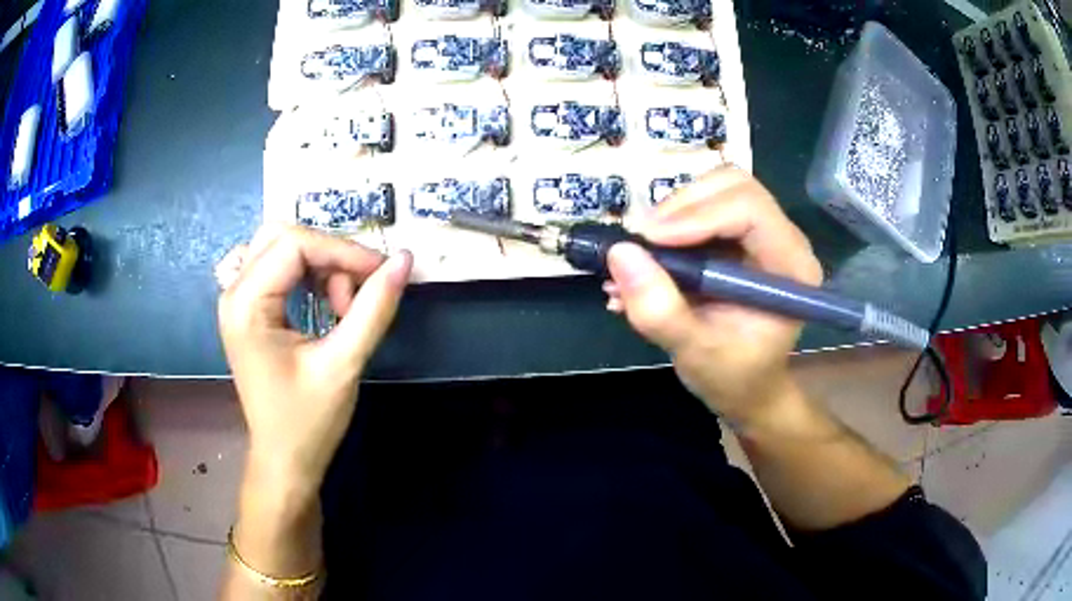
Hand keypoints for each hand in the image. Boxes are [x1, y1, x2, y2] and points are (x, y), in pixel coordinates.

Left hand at [218, 225, 411, 497]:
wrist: (285, 460)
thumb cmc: (308, 421)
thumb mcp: (344, 364)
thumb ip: (374, 308)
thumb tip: (404, 260)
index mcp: (245, 305)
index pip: (294, 244)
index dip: (343, 250)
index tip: (382, 272)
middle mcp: (233, 292)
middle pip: (283, 236)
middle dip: (328, 255)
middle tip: (356, 294)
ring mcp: (237, 299)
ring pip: (281, 247)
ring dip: (319, 265)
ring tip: (340, 308)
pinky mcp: (248, 308)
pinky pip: (276, 267)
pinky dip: (305, 274)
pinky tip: (321, 302)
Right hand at [606, 167, 821, 426]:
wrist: (746, 387)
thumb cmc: (733, 377)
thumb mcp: (694, 353)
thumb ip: (660, 310)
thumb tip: (620, 253)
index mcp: (791, 267)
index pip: (750, 210)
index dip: (697, 216)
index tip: (649, 241)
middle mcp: (783, 239)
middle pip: (733, 185)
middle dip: (682, 206)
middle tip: (644, 242)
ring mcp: (762, 234)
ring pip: (716, 188)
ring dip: (672, 213)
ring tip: (642, 253)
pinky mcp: (739, 236)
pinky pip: (703, 207)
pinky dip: (670, 224)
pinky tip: (647, 258)